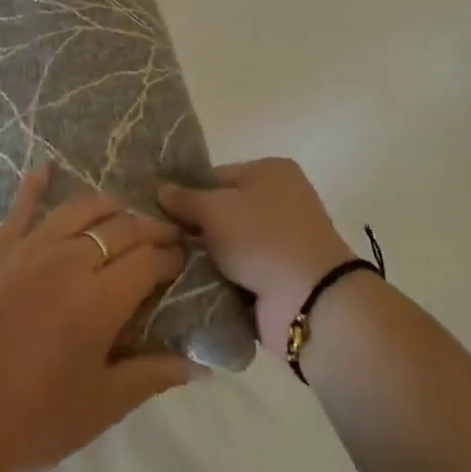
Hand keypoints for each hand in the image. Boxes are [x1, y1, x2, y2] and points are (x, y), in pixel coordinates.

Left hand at [0, 168, 202, 471]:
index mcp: (102, 298)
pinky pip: (21, 208)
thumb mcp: (101, 407)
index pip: (150, 260)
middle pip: (121, 228)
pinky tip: (46, 169)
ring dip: (109, 206)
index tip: (181, 260)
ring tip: (121, 213)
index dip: (171, 257)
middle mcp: (71, 260)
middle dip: (150, 230)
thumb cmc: (32, 421)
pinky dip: (35, 185)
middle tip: (163, 238)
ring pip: (80, 209)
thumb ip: (151, 376)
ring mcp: (31, 249)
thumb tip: (199, 366)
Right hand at [159, 158, 357, 361]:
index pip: (217, 175)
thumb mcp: (216, 209)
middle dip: (195, 229)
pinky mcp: (279, 276)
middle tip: (161, 243)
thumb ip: (186, 199)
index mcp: (270, 171)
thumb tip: (161, 189)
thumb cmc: (262, 238)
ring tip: (169, 267)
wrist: (310, 300)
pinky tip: (193, 287)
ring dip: (207, 258)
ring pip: (229, 244)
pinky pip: (240, 272)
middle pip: (223, 210)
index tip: (160, 214)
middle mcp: (279, 200)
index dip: (189, 194)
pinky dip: (222, 280)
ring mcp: (281, 240)